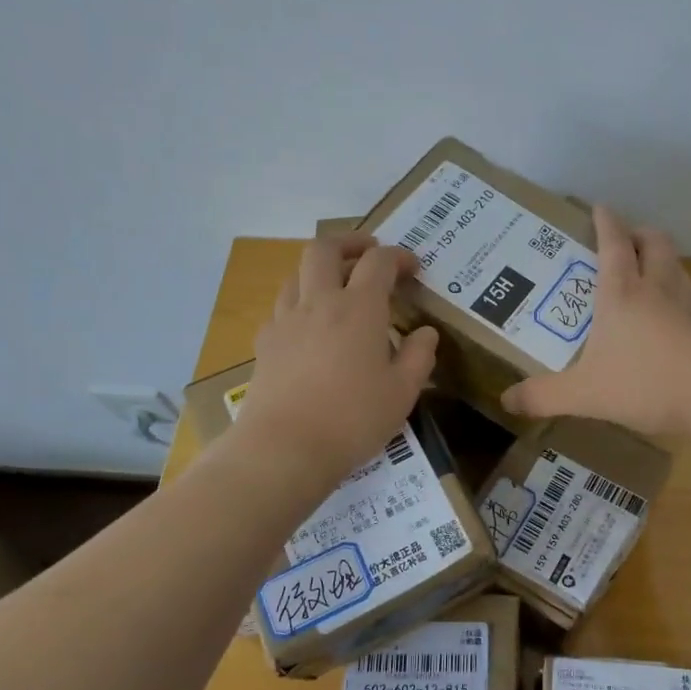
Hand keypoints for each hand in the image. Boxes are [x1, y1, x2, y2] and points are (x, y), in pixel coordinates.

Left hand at [231, 233, 439, 486]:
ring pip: (297, 273)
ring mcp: (286, 320)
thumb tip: (425, 333)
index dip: (399, 257)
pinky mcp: (265, 343)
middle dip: (350, 242)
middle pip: (325, 248)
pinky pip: (282, 306)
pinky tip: (309, 325)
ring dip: (320, 269)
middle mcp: (319, 302)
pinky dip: (299, 301)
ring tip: (337, 286)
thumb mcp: (403, 392)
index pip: (379, 262)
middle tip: (368, 252)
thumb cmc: (353, 419)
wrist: (284, 447)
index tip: (413, 268)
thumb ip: (419, 356)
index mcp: (359, 308)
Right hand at [501, 206, 690, 437]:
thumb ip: (543, 396)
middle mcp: (656, 289)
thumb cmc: (645, 383)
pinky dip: (677, 291)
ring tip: (646, 270)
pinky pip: (689, 296)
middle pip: (654, 242)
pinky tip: (669, 313)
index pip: (613, 243)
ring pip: (677, 265)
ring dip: (661, 258)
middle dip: (638, 233)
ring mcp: (686, 307)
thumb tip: (506, 400)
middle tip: (622, 241)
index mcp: (622, 293)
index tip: (599, 206)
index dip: (606, 222)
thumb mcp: (584, 393)